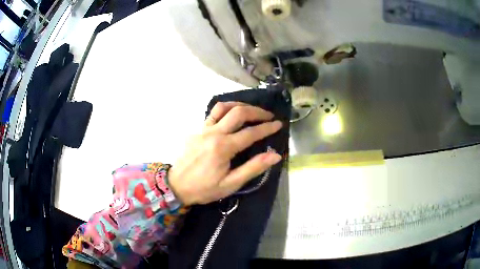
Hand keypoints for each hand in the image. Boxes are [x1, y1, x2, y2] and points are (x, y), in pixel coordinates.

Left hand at [168, 102, 282, 205]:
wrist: (176, 186)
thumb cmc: (204, 188)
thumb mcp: (231, 184)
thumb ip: (253, 168)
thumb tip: (275, 155)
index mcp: (223, 147)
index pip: (251, 132)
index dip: (267, 127)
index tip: (279, 124)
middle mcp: (214, 133)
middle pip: (238, 113)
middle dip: (257, 111)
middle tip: (269, 115)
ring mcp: (203, 129)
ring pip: (223, 107)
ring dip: (240, 105)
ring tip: (251, 110)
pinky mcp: (197, 130)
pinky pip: (212, 113)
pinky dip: (225, 109)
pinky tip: (231, 115)